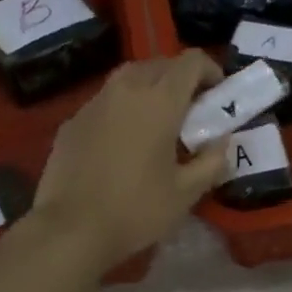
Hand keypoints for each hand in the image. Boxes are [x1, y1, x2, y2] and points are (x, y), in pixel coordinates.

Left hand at [32, 53, 227, 272]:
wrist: (70, 229)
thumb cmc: (136, 210)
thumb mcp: (187, 192)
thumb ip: (212, 161)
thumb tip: (221, 141)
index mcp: (160, 101)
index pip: (191, 61)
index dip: (211, 71)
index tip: (217, 96)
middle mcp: (126, 90)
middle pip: (159, 64)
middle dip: (180, 79)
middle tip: (191, 112)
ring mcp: (94, 103)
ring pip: (128, 78)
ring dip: (150, 89)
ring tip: (157, 123)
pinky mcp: (72, 121)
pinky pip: (105, 101)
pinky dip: (122, 109)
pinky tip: (123, 142)